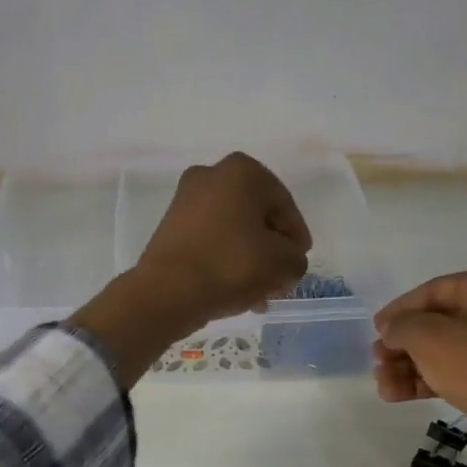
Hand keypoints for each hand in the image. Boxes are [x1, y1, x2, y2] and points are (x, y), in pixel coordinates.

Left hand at [70, 153, 311, 385]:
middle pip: (257, 218)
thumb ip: (296, 258)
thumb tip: (286, 259)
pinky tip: (236, 290)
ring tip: (260, 294)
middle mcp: (211, 175)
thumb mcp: (283, 264)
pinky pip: (211, 241)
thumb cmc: (231, 266)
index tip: (299, 262)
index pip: (285, 206)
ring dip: (250, 260)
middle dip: (271, 251)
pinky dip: (225, 261)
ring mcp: (186, 200)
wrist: (168, 292)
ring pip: (233, 232)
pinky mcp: (170, 227)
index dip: (297, 238)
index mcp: (243, 171)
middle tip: (280, 280)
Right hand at [372, 268, 466, 451]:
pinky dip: (427, 380)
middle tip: (377, 359)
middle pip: (436, 323)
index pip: (433, 290)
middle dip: (402, 344)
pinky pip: (455, 372)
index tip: (375, 329)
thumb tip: (391, 329)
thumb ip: (401, 326)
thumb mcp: (429, 338)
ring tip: (381, 382)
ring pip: (443, 350)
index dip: (399, 309)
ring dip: (408, 366)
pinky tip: (395, 394)